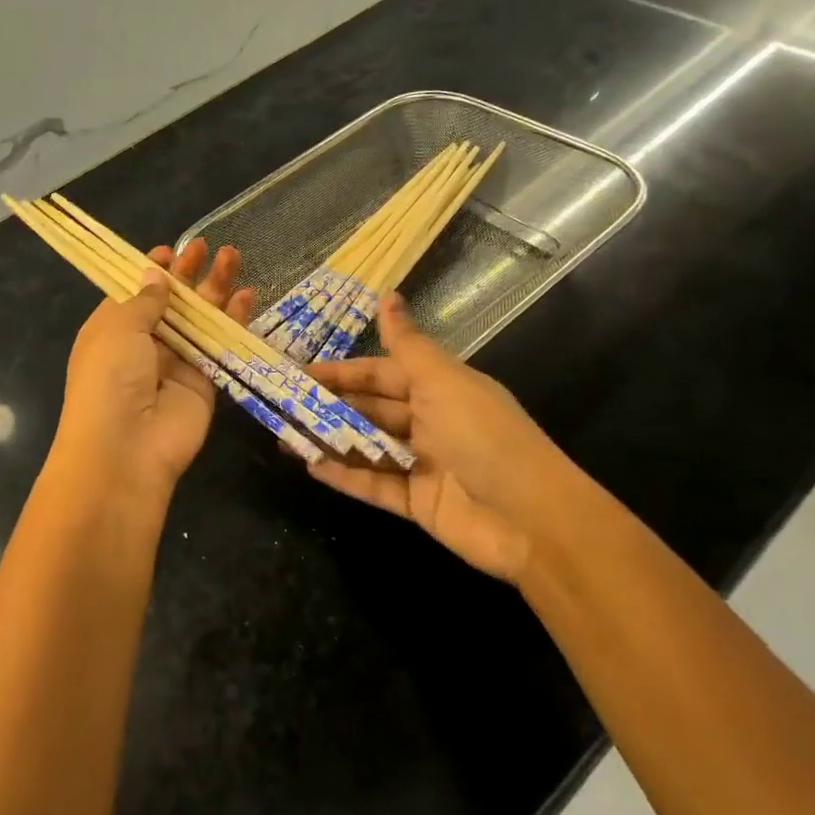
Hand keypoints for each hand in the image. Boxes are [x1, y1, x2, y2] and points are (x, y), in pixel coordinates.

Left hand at [53, 239, 256, 495]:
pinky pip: (221, 346)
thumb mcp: (118, 327)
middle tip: (207, 246)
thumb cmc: (109, 377)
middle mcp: (144, 346)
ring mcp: (176, 364)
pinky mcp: (206, 383)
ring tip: (232, 255)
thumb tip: (155, 276)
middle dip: (188, 274)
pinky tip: (247, 295)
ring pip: (200, 320)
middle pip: (172, 304)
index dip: (152, 273)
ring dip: (215, 289)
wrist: (126, 447)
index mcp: (112, 330)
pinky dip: (234, 321)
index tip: (169, 251)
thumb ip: (145, 301)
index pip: (135, 295)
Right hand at [303, 293, 588, 585]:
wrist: (532, 520)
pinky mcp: (418, 503)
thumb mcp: (443, 382)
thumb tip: (387, 294)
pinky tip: (312, 467)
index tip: (299, 372)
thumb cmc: (485, 437)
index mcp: (440, 388)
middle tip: (282, 405)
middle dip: (330, 406)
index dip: (342, 371)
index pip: (381, 373)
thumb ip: (408, 344)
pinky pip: (374, 485)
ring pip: (368, 446)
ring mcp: (424, 464)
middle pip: (371, 409)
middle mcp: (431, 421)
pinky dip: (346, 476)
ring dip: (331, 440)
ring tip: (286, 437)